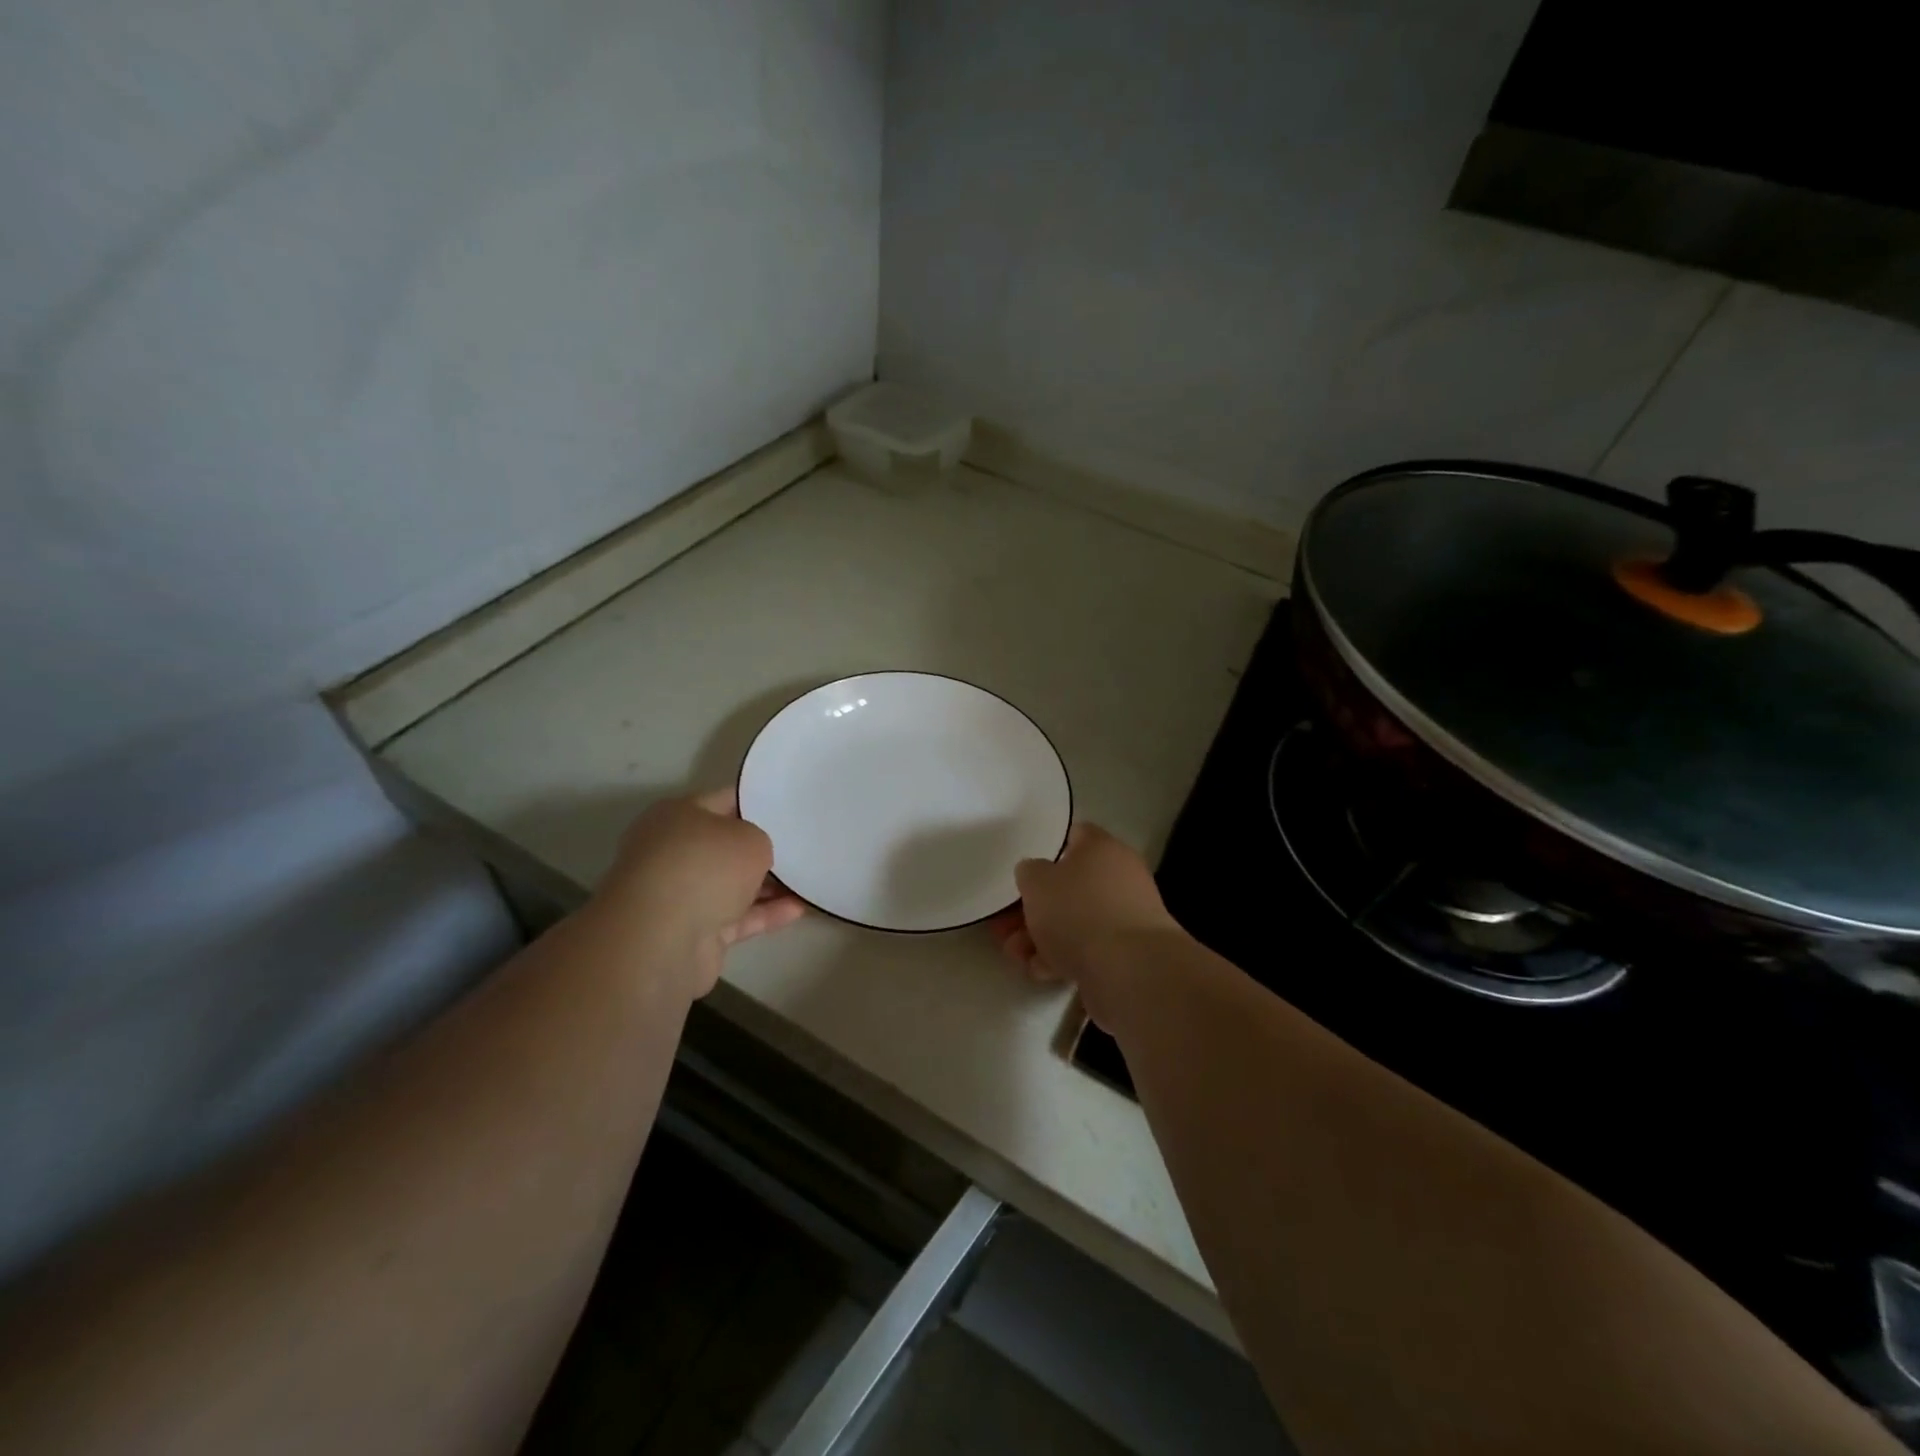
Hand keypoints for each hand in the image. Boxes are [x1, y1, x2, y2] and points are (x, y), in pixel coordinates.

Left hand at [596, 788, 804, 996]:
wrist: (662, 940)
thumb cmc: (705, 868)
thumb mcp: (750, 838)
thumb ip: (760, 840)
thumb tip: (755, 854)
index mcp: (677, 815)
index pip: (725, 800)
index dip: (758, 801)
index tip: (790, 807)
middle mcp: (673, 851)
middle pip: (727, 845)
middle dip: (762, 848)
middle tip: (803, 845)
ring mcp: (681, 894)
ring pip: (732, 884)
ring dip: (768, 885)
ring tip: (808, 880)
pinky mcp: (693, 932)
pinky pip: (737, 917)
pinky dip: (765, 914)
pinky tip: (799, 909)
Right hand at [988, 824, 1178, 1025]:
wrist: (1130, 970)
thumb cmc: (1078, 912)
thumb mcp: (1036, 882)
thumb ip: (1030, 872)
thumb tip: (1036, 873)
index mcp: (1101, 848)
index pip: (1074, 835)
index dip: (1046, 849)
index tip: (1023, 871)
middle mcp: (1119, 877)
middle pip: (1069, 885)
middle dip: (1034, 907)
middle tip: (1004, 925)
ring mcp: (1126, 916)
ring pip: (1075, 920)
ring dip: (1041, 936)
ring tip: (1016, 955)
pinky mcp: (1127, 952)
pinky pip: (1088, 948)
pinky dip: (1062, 957)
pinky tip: (1040, 971)